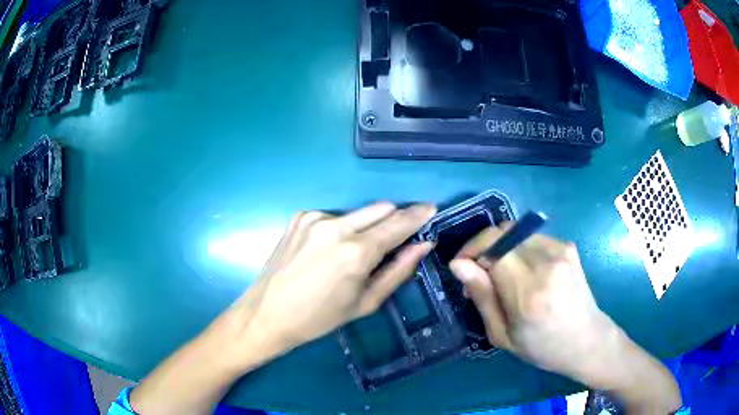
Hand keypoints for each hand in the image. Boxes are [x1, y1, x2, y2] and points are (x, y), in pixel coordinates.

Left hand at [227, 202, 436, 360]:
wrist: (268, 313)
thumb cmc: (320, 318)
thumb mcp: (366, 302)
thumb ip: (398, 270)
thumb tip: (423, 244)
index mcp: (356, 252)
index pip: (399, 223)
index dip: (418, 214)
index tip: (431, 209)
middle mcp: (337, 226)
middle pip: (381, 208)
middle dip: (395, 218)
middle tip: (398, 237)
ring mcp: (315, 217)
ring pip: (358, 211)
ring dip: (367, 225)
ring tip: (356, 252)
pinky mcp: (300, 216)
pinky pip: (335, 215)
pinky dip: (342, 228)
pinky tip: (329, 249)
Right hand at [449, 225, 617, 386]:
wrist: (587, 340)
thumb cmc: (542, 347)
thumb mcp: (503, 335)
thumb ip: (482, 296)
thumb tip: (458, 264)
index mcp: (528, 292)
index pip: (492, 246)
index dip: (471, 251)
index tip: (461, 267)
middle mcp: (546, 263)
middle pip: (503, 232)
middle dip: (483, 247)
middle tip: (478, 274)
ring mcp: (561, 251)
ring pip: (516, 232)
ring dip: (500, 247)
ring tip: (501, 274)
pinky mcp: (567, 246)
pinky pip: (531, 237)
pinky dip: (518, 248)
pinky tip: (523, 271)